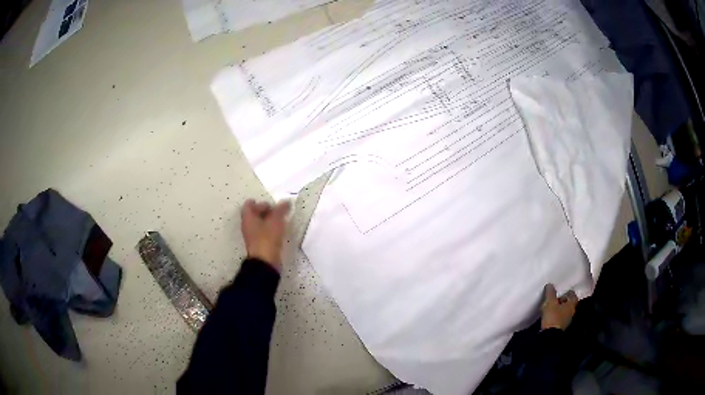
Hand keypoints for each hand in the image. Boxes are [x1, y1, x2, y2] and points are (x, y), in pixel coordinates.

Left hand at [240, 199, 290, 271]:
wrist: (265, 262)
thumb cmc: (267, 238)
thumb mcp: (276, 220)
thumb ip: (281, 209)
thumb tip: (286, 201)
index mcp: (248, 218)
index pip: (248, 205)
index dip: (258, 202)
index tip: (269, 203)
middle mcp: (248, 226)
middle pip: (254, 214)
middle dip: (265, 211)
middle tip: (277, 211)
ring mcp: (253, 236)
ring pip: (259, 224)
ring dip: (268, 221)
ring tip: (281, 220)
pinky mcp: (259, 245)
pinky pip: (264, 233)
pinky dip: (270, 230)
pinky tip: (280, 231)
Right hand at [541, 284, 577, 330]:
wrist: (549, 336)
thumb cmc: (553, 316)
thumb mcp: (550, 302)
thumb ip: (550, 293)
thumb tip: (550, 285)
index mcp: (571, 305)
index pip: (573, 296)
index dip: (568, 292)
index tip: (562, 291)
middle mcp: (571, 312)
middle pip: (569, 304)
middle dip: (563, 300)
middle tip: (556, 298)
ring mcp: (566, 321)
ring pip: (565, 311)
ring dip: (559, 309)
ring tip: (551, 307)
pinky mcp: (560, 327)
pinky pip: (560, 318)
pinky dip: (556, 315)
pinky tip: (550, 315)